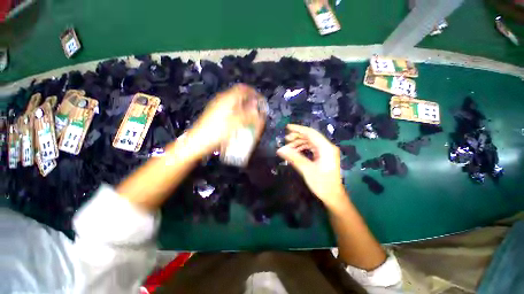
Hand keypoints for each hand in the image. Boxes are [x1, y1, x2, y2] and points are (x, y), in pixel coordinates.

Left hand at [184, 84, 265, 159]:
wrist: (198, 141)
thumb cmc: (217, 131)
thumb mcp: (235, 123)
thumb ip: (248, 115)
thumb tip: (258, 110)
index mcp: (227, 99)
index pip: (243, 89)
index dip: (253, 93)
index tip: (260, 100)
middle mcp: (222, 99)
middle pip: (239, 95)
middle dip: (249, 100)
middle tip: (256, 110)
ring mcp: (217, 106)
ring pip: (234, 102)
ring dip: (244, 106)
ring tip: (250, 116)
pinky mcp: (215, 113)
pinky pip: (230, 108)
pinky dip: (237, 111)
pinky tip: (239, 120)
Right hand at [277, 124, 347, 210]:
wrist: (333, 196)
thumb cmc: (322, 184)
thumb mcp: (306, 170)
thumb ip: (293, 157)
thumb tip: (280, 149)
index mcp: (326, 148)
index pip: (311, 133)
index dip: (298, 129)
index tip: (287, 127)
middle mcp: (327, 147)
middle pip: (311, 136)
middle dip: (297, 136)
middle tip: (285, 139)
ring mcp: (326, 151)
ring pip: (311, 142)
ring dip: (299, 143)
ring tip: (288, 147)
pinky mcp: (324, 156)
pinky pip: (312, 148)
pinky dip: (303, 148)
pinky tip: (295, 151)